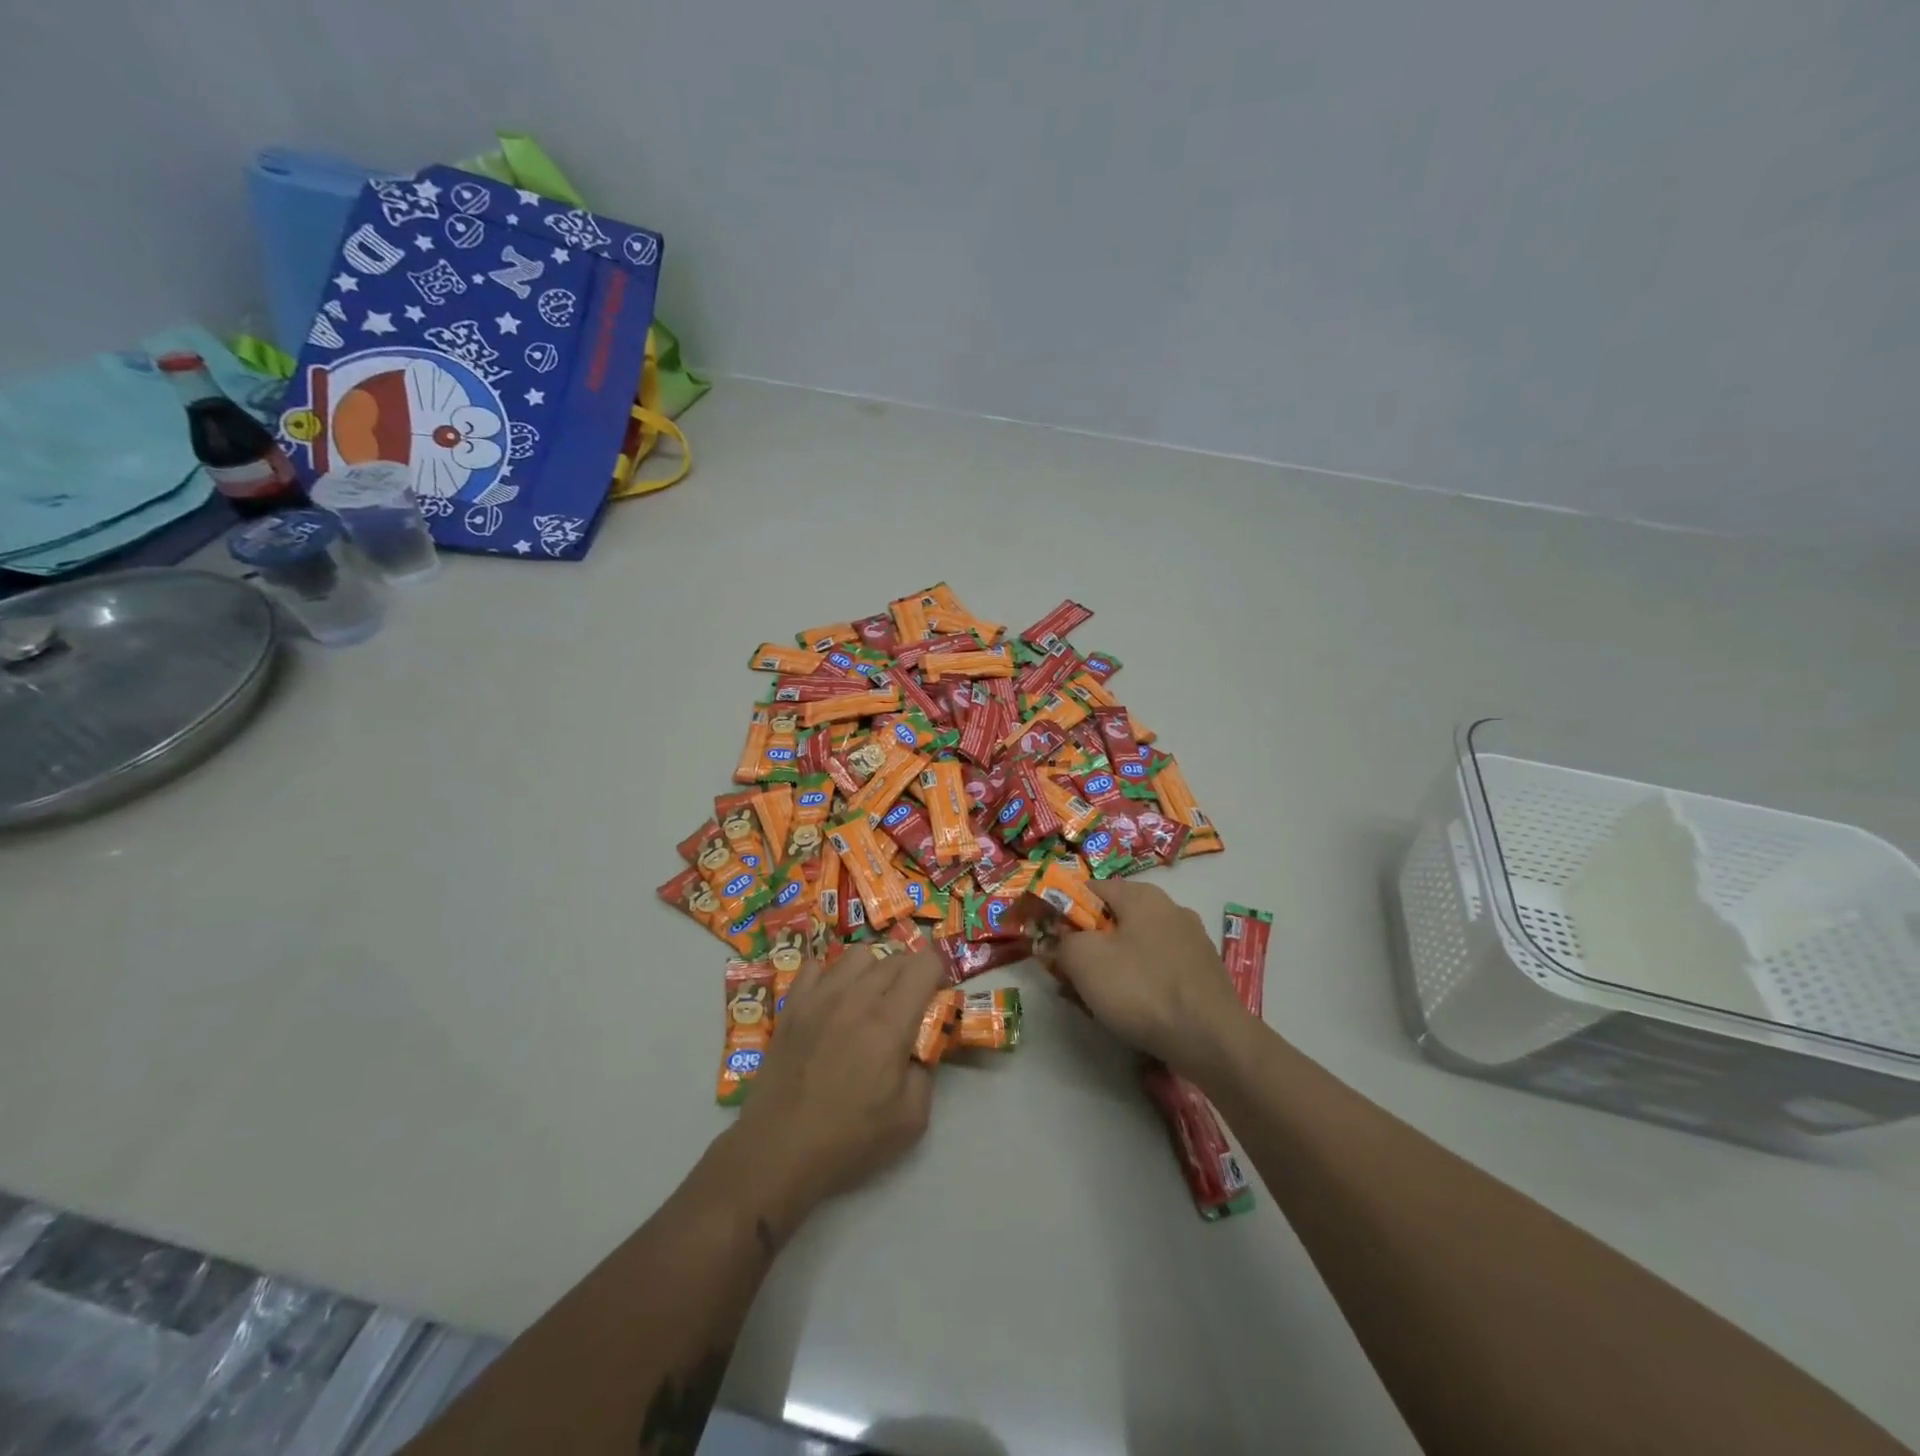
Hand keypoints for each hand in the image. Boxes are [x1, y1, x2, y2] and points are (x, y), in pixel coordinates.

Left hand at [734, 946, 945, 1217]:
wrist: (777, 1152)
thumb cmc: (848, 1141)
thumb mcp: (911, 1118)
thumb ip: (926, 1070)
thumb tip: (921, 1044)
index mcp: (889, 1023)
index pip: (924, 964)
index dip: (939, 973)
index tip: (938, 996)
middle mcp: (856, 997)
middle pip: (895, 957)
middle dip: (911, 974)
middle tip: (908, 1007)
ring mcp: (819, 996)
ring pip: (858, 955)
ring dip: (873, 970)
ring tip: (870, 1000)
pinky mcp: (792, 1005)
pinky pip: (816, 967)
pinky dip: (831, 976)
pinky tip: (831, 1002)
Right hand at [1043, 879, 1250, 1075]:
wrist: (1212, 1040)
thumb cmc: (1141, 989)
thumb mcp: (1083, 959)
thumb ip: (1062, 941)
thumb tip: (1058, 941)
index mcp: (1142, 895)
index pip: (1090, 889)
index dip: (1065, 911)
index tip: (1052, 941)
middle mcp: (1171, 908)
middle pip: (1114, 919)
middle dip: (1089, 945)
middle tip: (1071, 976)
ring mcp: (1193, 941)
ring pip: (1137, 946)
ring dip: (1113, 967)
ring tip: (1099, 1001)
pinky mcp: (1204, 973)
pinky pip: (1159, 969)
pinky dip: (1142, 984)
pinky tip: (1136, 1012)